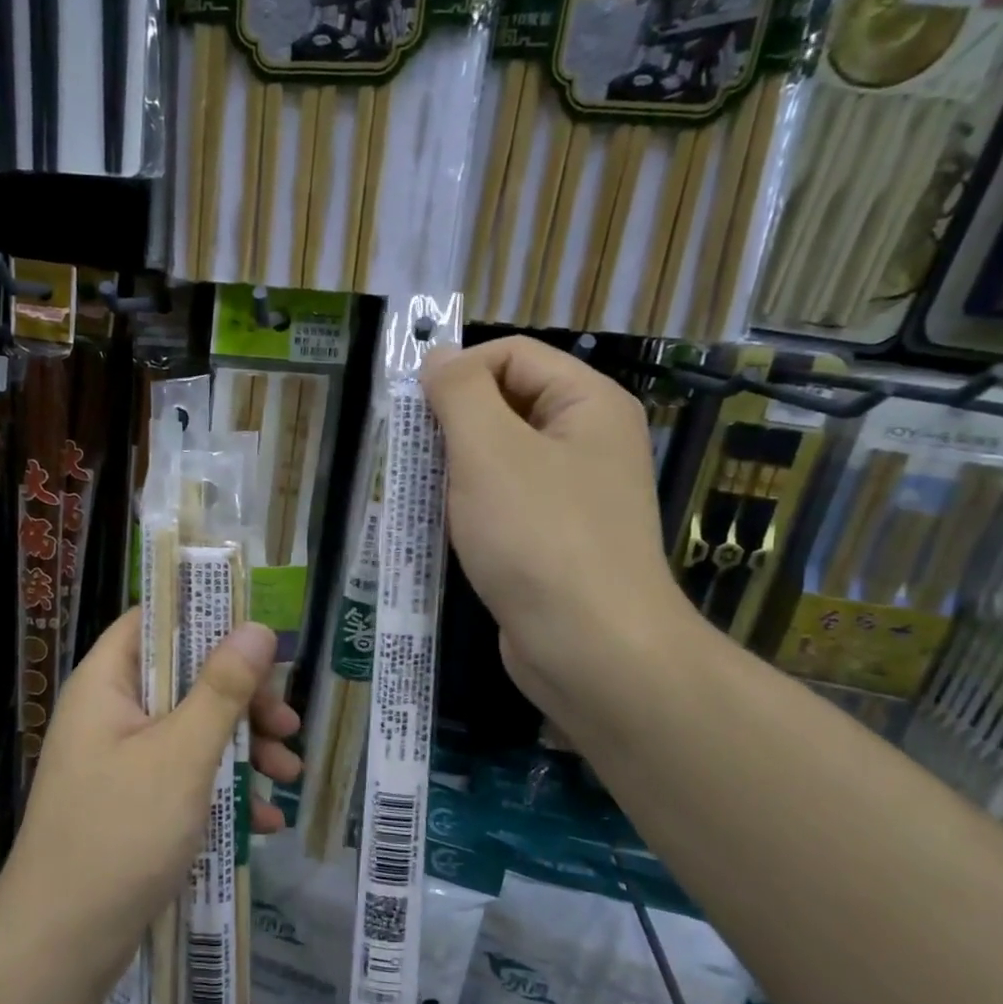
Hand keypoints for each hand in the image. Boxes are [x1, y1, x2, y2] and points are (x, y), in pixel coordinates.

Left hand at [0, 611, 298, 989]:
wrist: (60, 948)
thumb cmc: (120, 834)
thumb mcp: (182, 755)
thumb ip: (221, 688)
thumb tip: (257, 627)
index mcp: (107, 684)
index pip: (154, 620)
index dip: (206, 616)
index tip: (260, 633)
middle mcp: (111, 714)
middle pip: (184, 678)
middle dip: (242, 699)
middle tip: (286, 723)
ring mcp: (122, 761)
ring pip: (192, 730)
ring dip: (243, 747)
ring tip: (288, 774)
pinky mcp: (134, 804)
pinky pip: (186, 777)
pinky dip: (224, 789)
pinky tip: (265, 820)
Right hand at [422, 338, 697, 737]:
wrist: (590, 648)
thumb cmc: (538, 537)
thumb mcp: (489, 450)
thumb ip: (459, 393)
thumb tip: (438, 358)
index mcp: (587, 403)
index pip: (512, 355)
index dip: (459, 372)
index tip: (416, 415)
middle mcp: (587, 441)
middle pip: (504, 405)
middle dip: (451, 426)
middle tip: (413, 460)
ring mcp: (572, 495)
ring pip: (498, 459)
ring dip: (453, 472)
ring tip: (423, 499)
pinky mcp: (553, 540)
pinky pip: (503, 504)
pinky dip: (468, 510)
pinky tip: (443, 533)